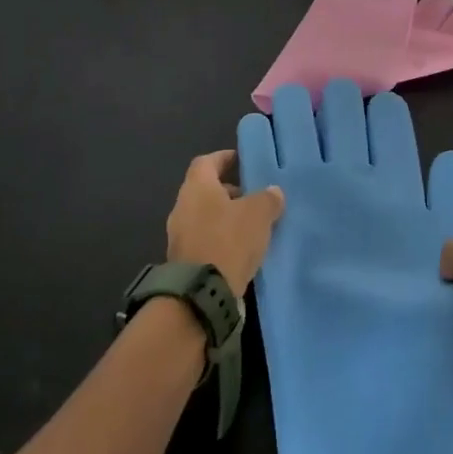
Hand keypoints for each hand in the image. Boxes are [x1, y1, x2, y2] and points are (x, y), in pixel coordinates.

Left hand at [166, 150, 284, 297]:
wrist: (201, 295)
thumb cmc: (228, 241)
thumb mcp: (258, 215)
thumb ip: (267, 199)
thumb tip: (273, 192)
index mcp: (197, 187)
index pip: (207, 162)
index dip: (224, 158)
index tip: (241, 160)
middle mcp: (182, 206)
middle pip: (206, 190)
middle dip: (229, 192)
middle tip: (253, 198)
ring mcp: (179, 235)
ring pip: (205, 217)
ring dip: (226, 218)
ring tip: (252, 226)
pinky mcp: (184, 261)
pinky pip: (205, 240)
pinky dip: (221, 240)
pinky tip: (241, 250)